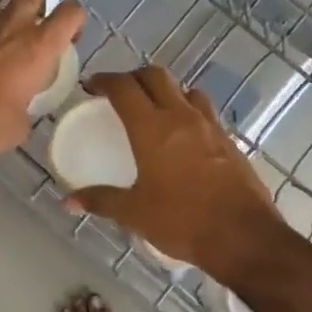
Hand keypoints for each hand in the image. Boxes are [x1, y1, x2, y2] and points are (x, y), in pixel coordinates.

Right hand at [68, 66, 282, 271]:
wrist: (243, 236)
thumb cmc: (182, 221)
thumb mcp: (135, 213)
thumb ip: (101, 200)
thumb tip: (68, 202)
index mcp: (152, 128)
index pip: (124, 87)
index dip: (104, 80)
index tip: (91, 86)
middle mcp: (181, 116)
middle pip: (156, 76)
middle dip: (134, 77)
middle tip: (120, 93)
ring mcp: (209, 125)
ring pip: (185, 89)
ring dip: (166, 90)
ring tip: (154, 108)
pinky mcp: (228, 139)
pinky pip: (205, 111)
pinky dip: (188, 110)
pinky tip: (184, 135)